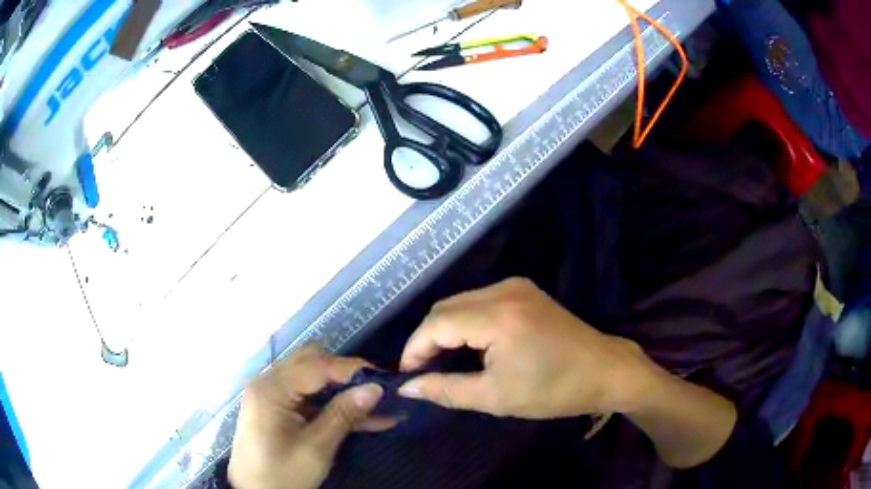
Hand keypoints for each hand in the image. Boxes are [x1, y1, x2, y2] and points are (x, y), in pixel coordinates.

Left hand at [229, 345, 394, 488]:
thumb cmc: (283, 474)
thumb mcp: (316, 448)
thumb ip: (344, 414)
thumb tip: (376, 388)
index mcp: (271, 388)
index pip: (317, 365)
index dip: (353, 370)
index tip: (386, 380)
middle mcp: (267, 382)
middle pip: (311, 363)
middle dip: (346, 376)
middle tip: (377, 393)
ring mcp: (269, 394)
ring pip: (311, 379)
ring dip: (341, 391)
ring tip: (376, 407)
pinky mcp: (274, 408)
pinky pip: (306, 396)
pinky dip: (330, 404)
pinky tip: (357, 417)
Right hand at [398, 278, 656, 418]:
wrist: (605, 371)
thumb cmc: (554, 390)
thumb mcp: (496, 397)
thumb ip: (446, 390)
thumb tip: (407, 387)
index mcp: (497, 316)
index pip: (435, 324)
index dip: (414, 349)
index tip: (407, 376)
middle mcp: (503, 290)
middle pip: (445, 308)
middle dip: (427, 339)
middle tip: (423, 372)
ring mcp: (516, 286)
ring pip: (460, 303)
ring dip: (445, 330)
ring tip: (442, 363)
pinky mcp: (524, 291)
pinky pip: (479, 302)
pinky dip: (465, 322)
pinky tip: (469, 346)